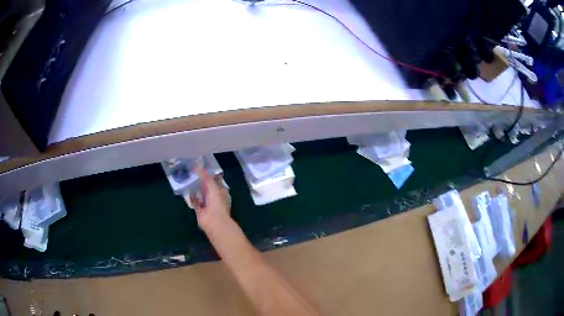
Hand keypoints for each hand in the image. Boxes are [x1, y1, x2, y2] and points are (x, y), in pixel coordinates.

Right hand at [186, 167, 231, 231]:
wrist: (213, 221)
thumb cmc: (216, 203)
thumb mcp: (213, 187)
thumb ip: (206, 177)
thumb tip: (198, 167)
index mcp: (221, 191)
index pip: (216, 180)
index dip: (209, 174)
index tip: (201, 167)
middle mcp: (214, 197)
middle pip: (208, 187)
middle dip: (202, 182)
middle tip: (193, 173)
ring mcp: (207, 204)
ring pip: (201, 195)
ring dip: (196, 189)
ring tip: (189, 180)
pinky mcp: (200, 210)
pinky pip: (195, 202)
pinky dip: (192, 197)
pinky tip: (188, 191)